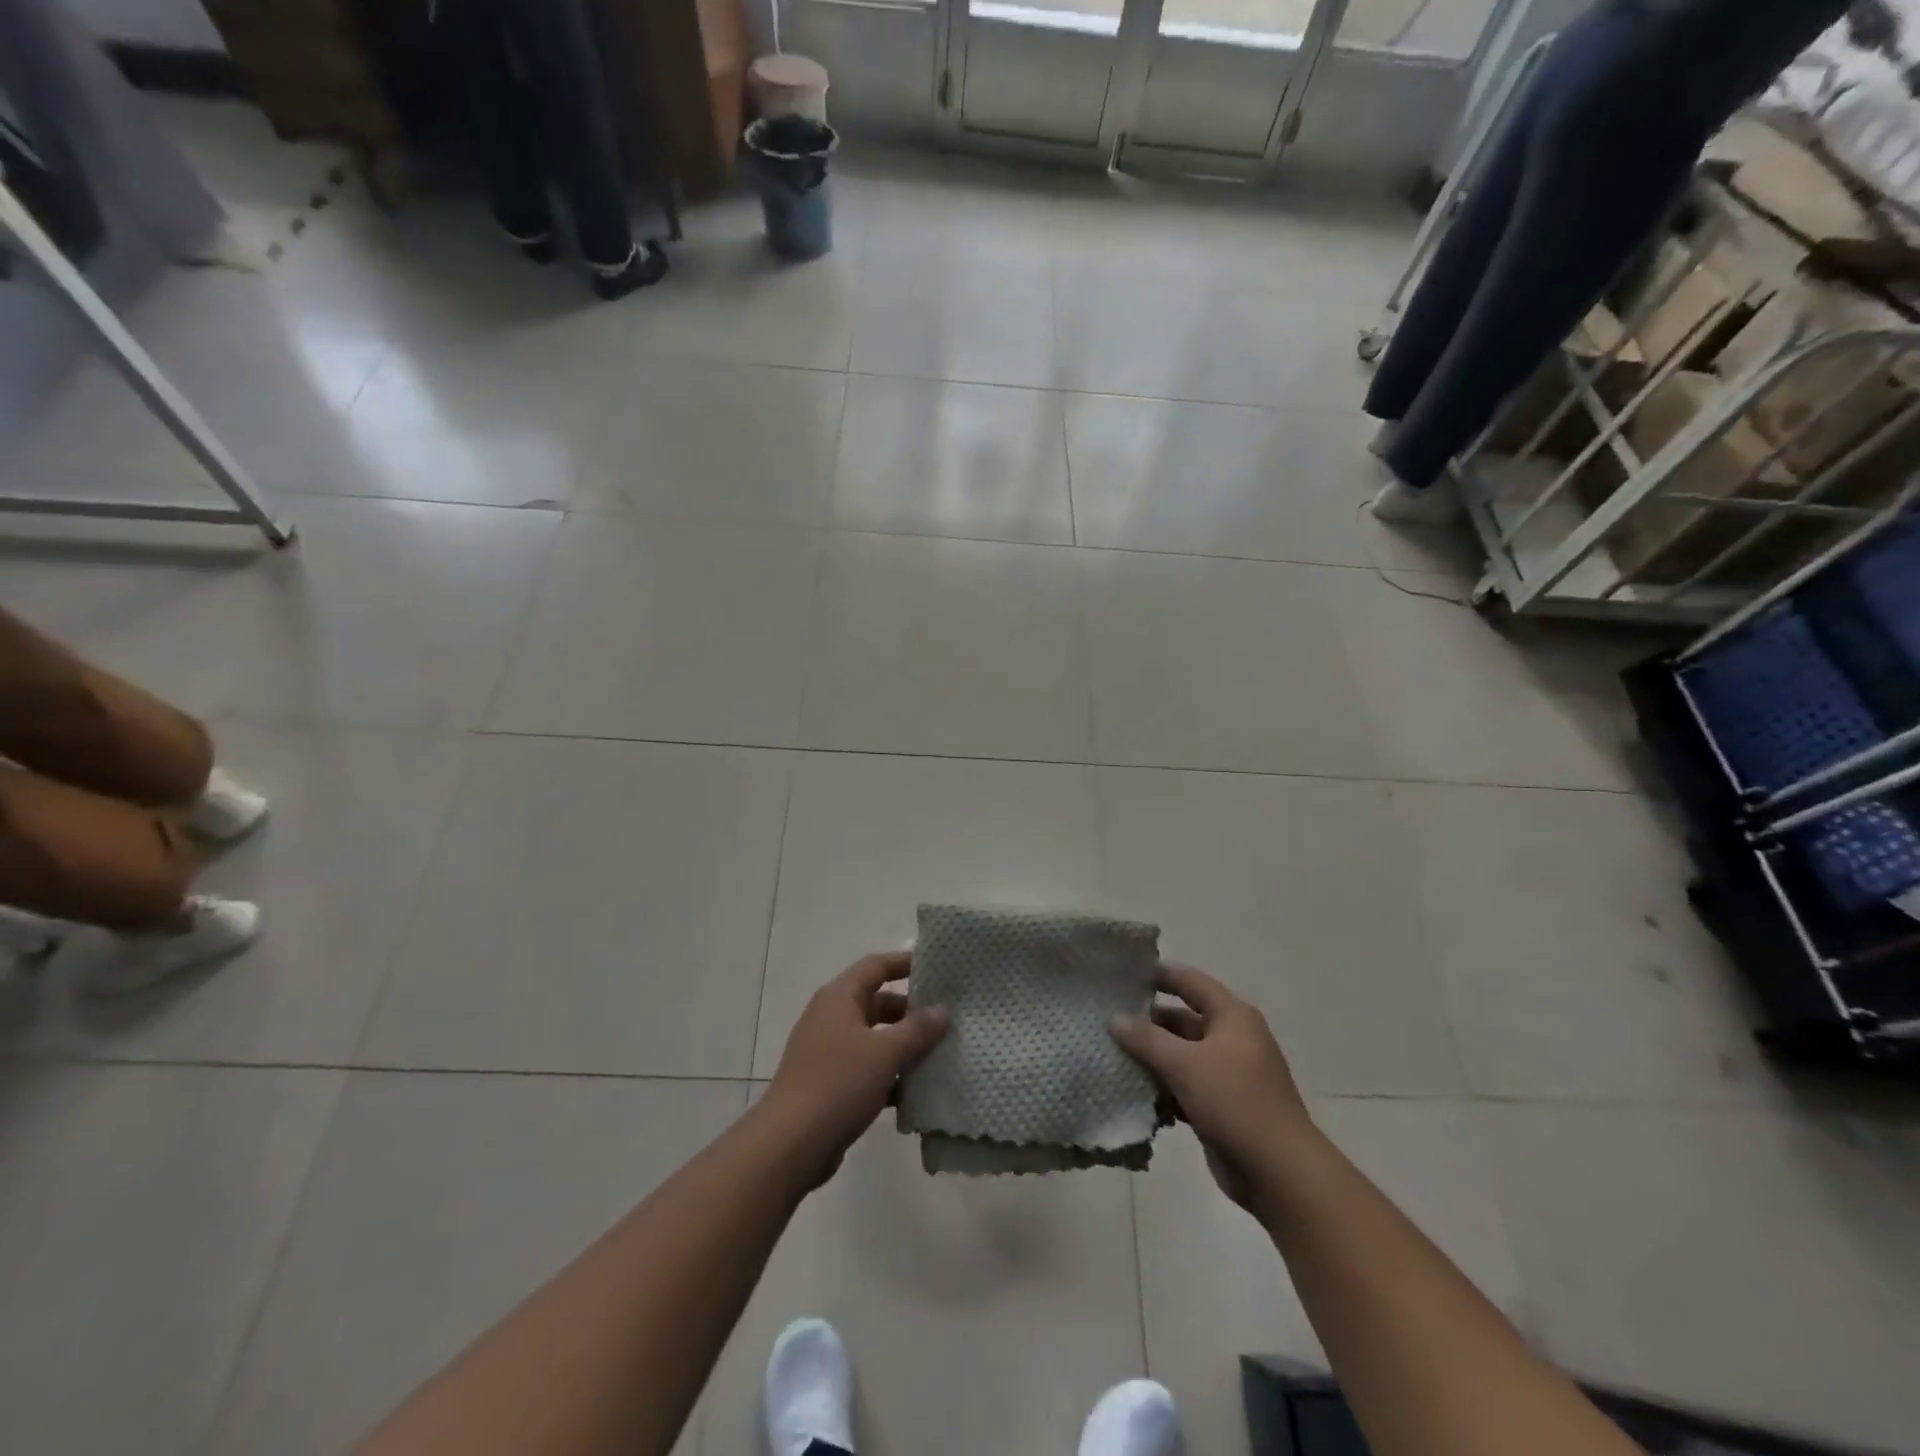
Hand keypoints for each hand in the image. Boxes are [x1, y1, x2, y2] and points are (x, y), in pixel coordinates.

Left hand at [763, 952, 948, 1185]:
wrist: (789, 1145)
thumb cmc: (838, 1084)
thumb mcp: (886, 1053)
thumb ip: (917, 1029)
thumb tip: (943, 1010)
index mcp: (839, 997)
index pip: (876, 966)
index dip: (905, 963)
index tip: (937, 967)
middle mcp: (831, 1017)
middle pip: (876, 1002)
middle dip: (910, 1010)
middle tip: (946, 1018)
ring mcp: (827, 1051)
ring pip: (873, 1038)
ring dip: (903, 1045)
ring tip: (939, 1053)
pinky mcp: (828, 1083)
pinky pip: (866, 1067)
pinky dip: (889, 1073)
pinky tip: (915, 1091)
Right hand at [1110, 964, 1313, 1209]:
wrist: (1280, 1173)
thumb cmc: (1235, 1102)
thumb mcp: (1185, 1064)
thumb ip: (1147, 1039)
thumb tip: (1114, 1018)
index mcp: (1232, 1017)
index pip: (1190, 981)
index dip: (1158, 975)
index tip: (1123, 974)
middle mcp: (1232, 1038)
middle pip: (1183, 1019)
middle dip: (1147, 1022)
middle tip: (1107, 1020)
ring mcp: (1229, 1074)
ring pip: (1182, 1055)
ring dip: (1152, 1057)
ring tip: (1111, 1053)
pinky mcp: (1223, 1106)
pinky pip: (1186, 1085)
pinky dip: (1163, 1087)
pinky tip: (1133, 1091)